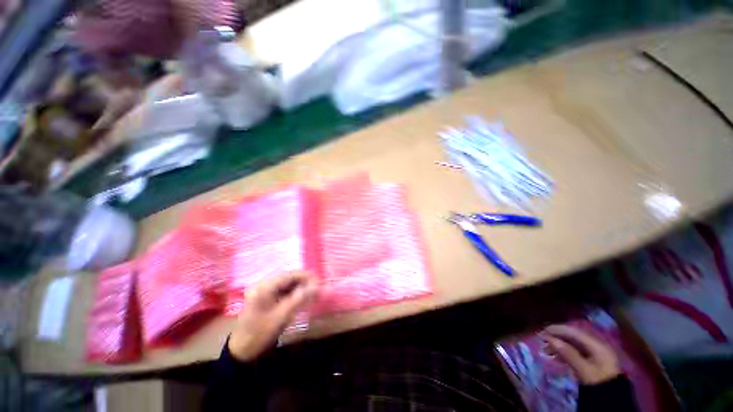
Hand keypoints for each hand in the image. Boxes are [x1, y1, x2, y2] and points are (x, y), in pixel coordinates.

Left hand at [228, 271, 317, 361]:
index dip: (306, 276)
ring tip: (312, 293)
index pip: (290, 275)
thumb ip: (299, 298)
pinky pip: (282, 291)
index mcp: (265, 286)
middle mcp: (264, 285)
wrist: (240, 351)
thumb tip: (316, 286)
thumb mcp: (281, 316)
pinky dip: (293, 294)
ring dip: (299, 288)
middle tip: (317, 288)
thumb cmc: (260, 333)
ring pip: (287, 285)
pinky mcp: (265, 298)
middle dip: (304, 282)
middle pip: (289, 278)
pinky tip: (300, 299)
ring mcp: (264, 291)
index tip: (319, 281)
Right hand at [543, 324, 620, 384]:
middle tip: (543, 340)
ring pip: (573, 345)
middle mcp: (596, 345)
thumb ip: (568, 353)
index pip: (574, 332)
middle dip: (557, 338)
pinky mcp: (592, 361)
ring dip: (559, 346)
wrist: (612, 398)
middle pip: (573, 337)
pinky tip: (556, 357)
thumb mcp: (583, 369)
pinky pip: (575, 353)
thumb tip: (549, 338)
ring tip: (546, 351)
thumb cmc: (598, 381)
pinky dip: (564, 353)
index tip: (543, 330)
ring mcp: (595, 354)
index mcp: (596, 345)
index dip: (558, 329)